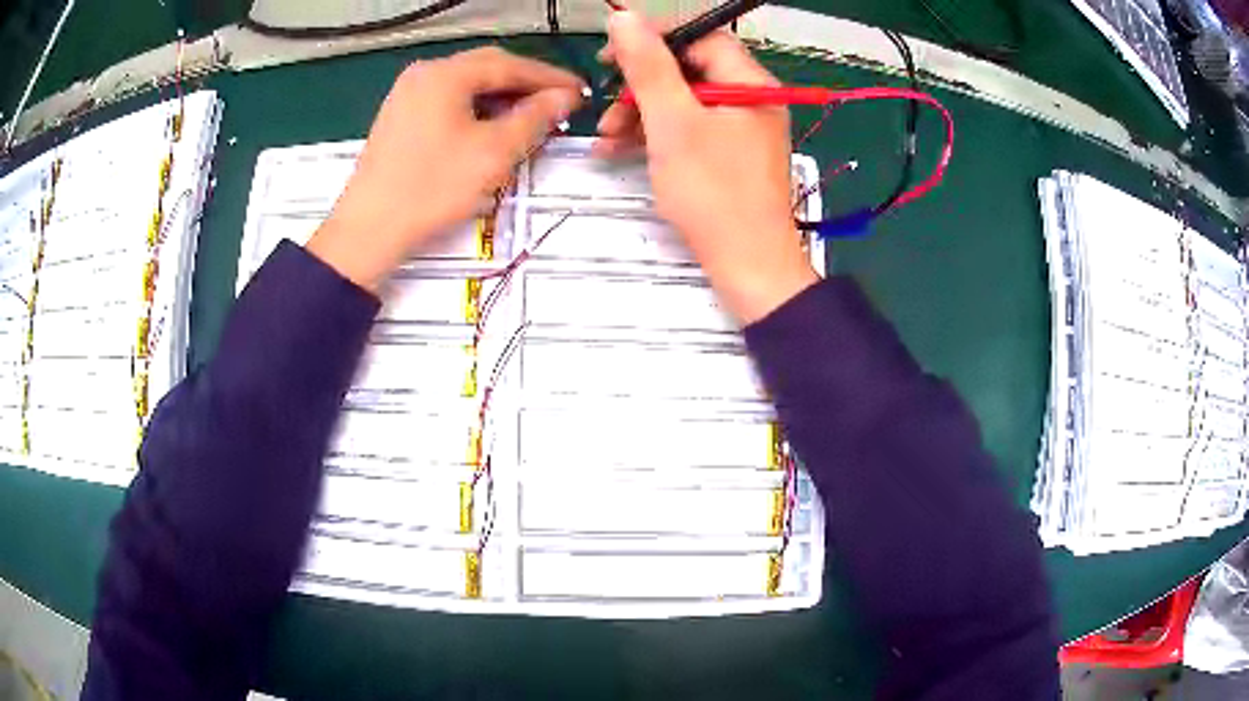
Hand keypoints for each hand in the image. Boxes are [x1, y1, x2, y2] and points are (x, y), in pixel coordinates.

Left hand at [309, 47, 584, 290]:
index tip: (580, 91)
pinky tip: (490, 125)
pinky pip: (447, 100)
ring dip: (501, 95)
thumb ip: (535, 117)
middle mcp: (424, 73)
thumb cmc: (432, 188)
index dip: (549, 77)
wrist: (368, 230)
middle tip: (558, 102)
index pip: (510, 64)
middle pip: (487, 67)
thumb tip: (565, 97)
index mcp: (446, 74)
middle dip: (525, 82)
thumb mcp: (493, 152)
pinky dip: (476, 107)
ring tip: (529, 116)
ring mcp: (407, 93)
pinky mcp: (399, 116)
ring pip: (466, 84)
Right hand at [597, 12, 816, 324]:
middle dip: (640, 86)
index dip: (653, 40)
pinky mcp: (730, 156)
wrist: (748, 267)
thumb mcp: (672, 122)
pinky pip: (689, 130)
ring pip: (684, 102)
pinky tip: (618, 151)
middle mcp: (750, 99)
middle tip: (605, 107)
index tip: (610, 56)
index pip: (700, 38)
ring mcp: (742, 130)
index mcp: (749, 83)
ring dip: (640, 114)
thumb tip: (624, 17)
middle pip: (688, 71)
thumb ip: (647, 66)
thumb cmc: (713, 193)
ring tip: (604, 138)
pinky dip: (655, 136)